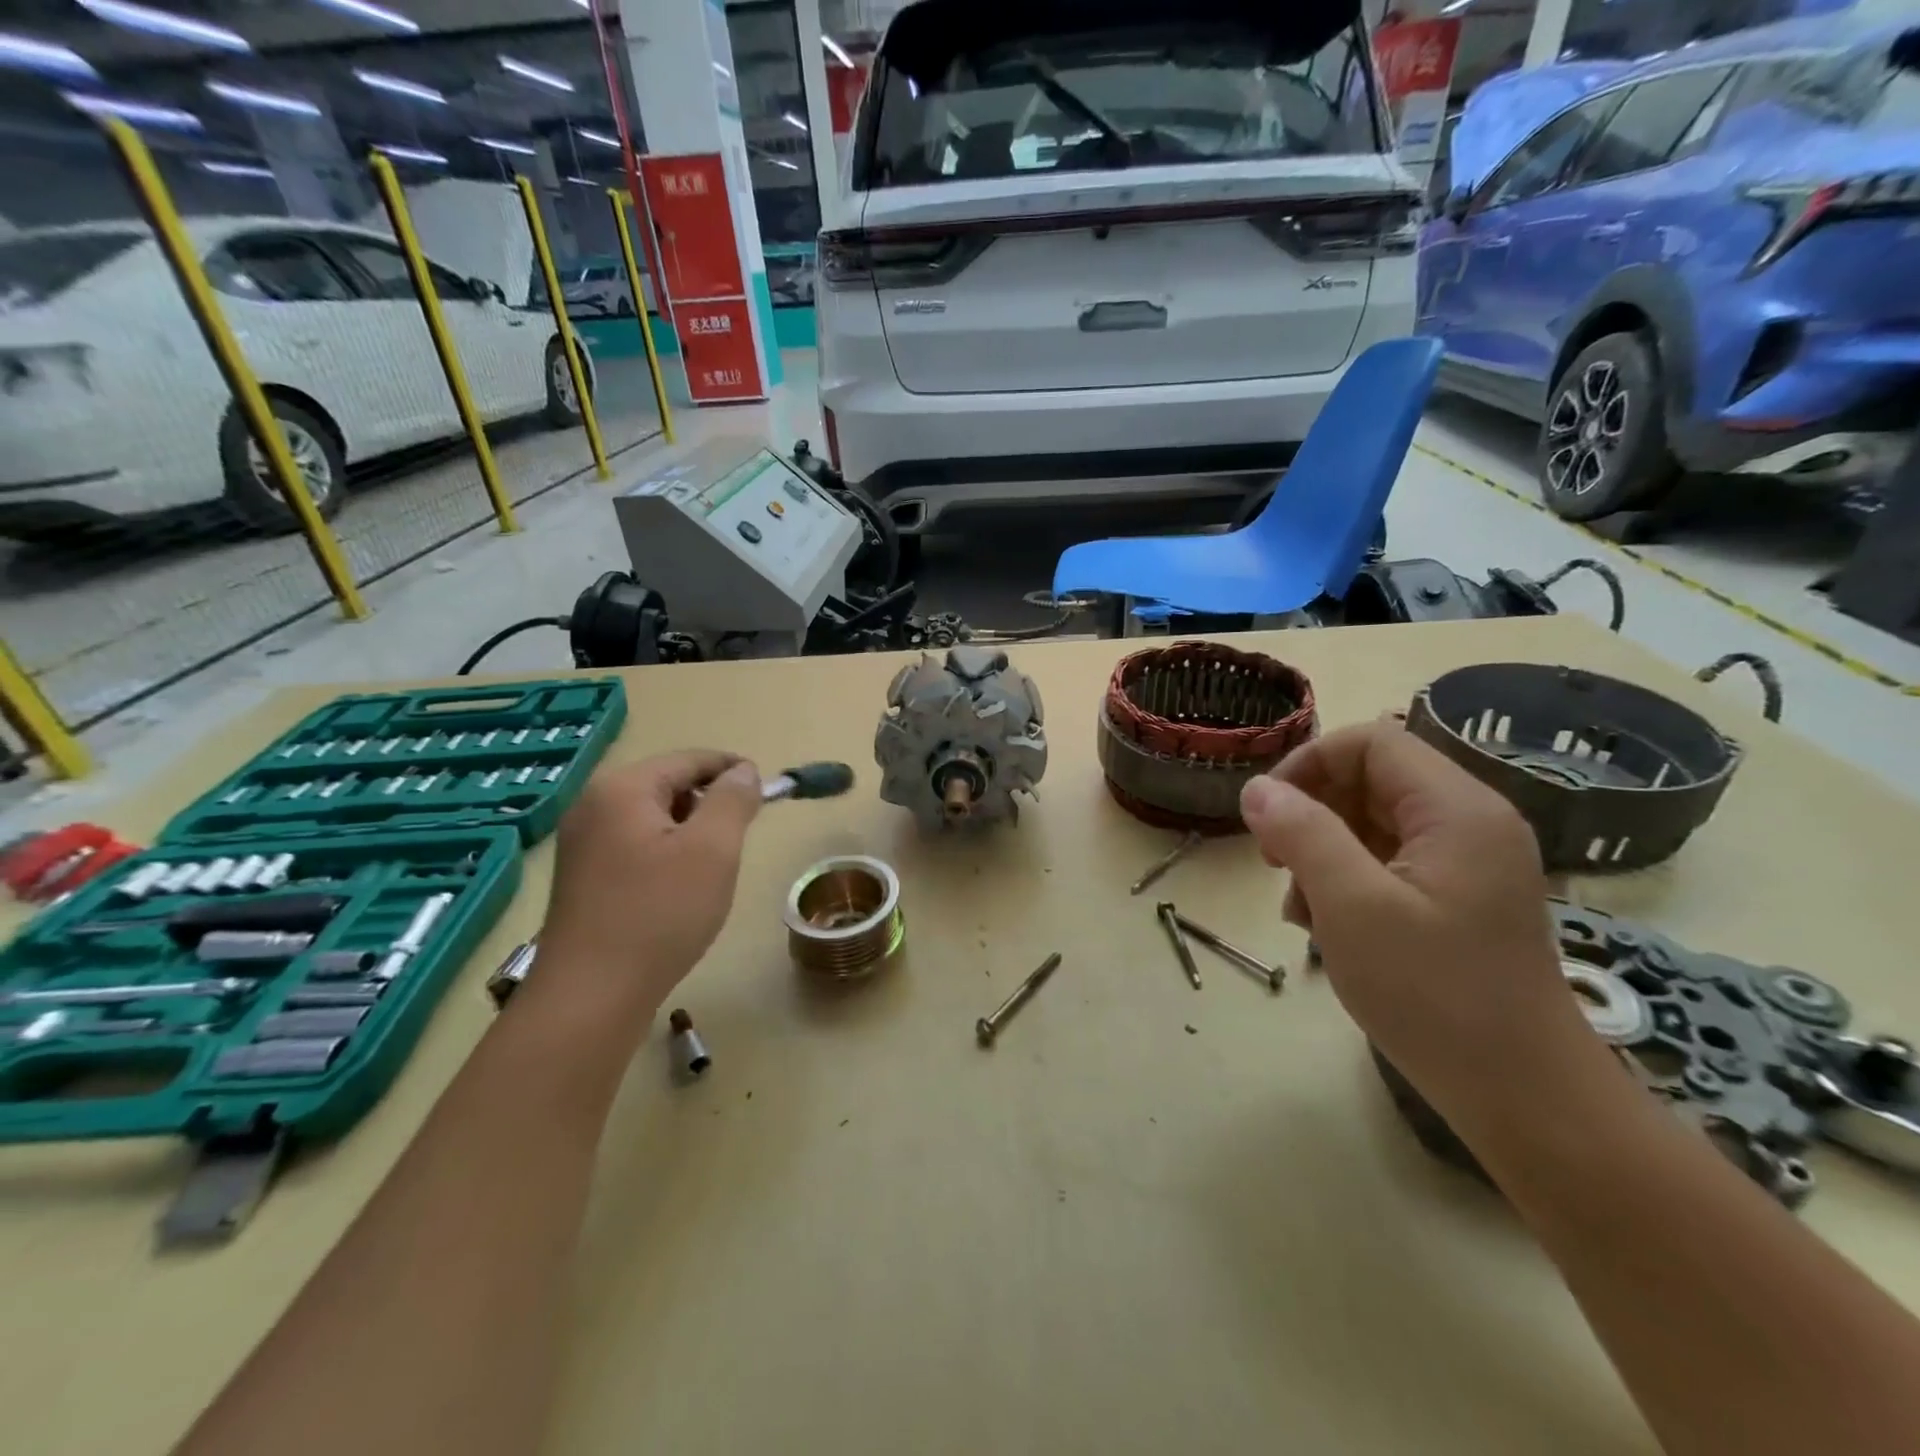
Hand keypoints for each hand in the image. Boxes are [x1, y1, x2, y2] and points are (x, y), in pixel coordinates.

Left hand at [534, 750, 761, 1025]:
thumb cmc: (659, 914)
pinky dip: (664, 854)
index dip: (732, 769)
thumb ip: (732, 800)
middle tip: (738, 839)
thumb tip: (742, 771)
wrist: (590, 996)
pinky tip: (676, 890)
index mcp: (622, 789)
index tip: (765, 792)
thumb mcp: (713, 850)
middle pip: (667, 785)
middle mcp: (593, 805)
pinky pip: (634, 845)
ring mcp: (581, 842)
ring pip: (652, 818)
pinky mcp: (580, 876)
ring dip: (688, 832)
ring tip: (710, 869)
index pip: (689, 759)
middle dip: (709, 804)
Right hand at [1239, 721, 1603, 1129]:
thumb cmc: (1435, 996)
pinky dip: (1347, 883)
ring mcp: (1467, 863)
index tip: (1266, 816)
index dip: (1308, 764)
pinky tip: (1328, 929)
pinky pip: (1388, 862)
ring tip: (1301, 911)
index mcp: (1457, 810)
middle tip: (1276, 866)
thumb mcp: (1351, 907)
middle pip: (1369, 780)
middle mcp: (1469, 823)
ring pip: (1371, 823)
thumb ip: (1301, 834)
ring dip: (1323, 854)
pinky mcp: (1459, 899)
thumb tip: (1256, 789)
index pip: (1370, 742)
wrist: (1524, 1098)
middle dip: (1311, 815)